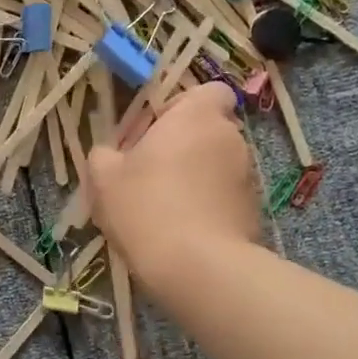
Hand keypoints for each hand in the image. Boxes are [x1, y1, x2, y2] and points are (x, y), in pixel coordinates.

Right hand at [85, 81, 260, 279]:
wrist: (197, 267)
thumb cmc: (146, 207)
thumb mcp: (103, 178)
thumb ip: (104, 155)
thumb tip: (109, 154)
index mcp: (197, 116)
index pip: (210, 91)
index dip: (184, 106)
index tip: (157, 130)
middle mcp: (230, 138)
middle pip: (209, 130)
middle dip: (184, 146)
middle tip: (150, 174)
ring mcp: (247, 176)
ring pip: (217, 165)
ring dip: (196, 178)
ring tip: (165, 209)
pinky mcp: (254, 211)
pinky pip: (225, 197)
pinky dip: (208, 206)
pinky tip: (183, 232)